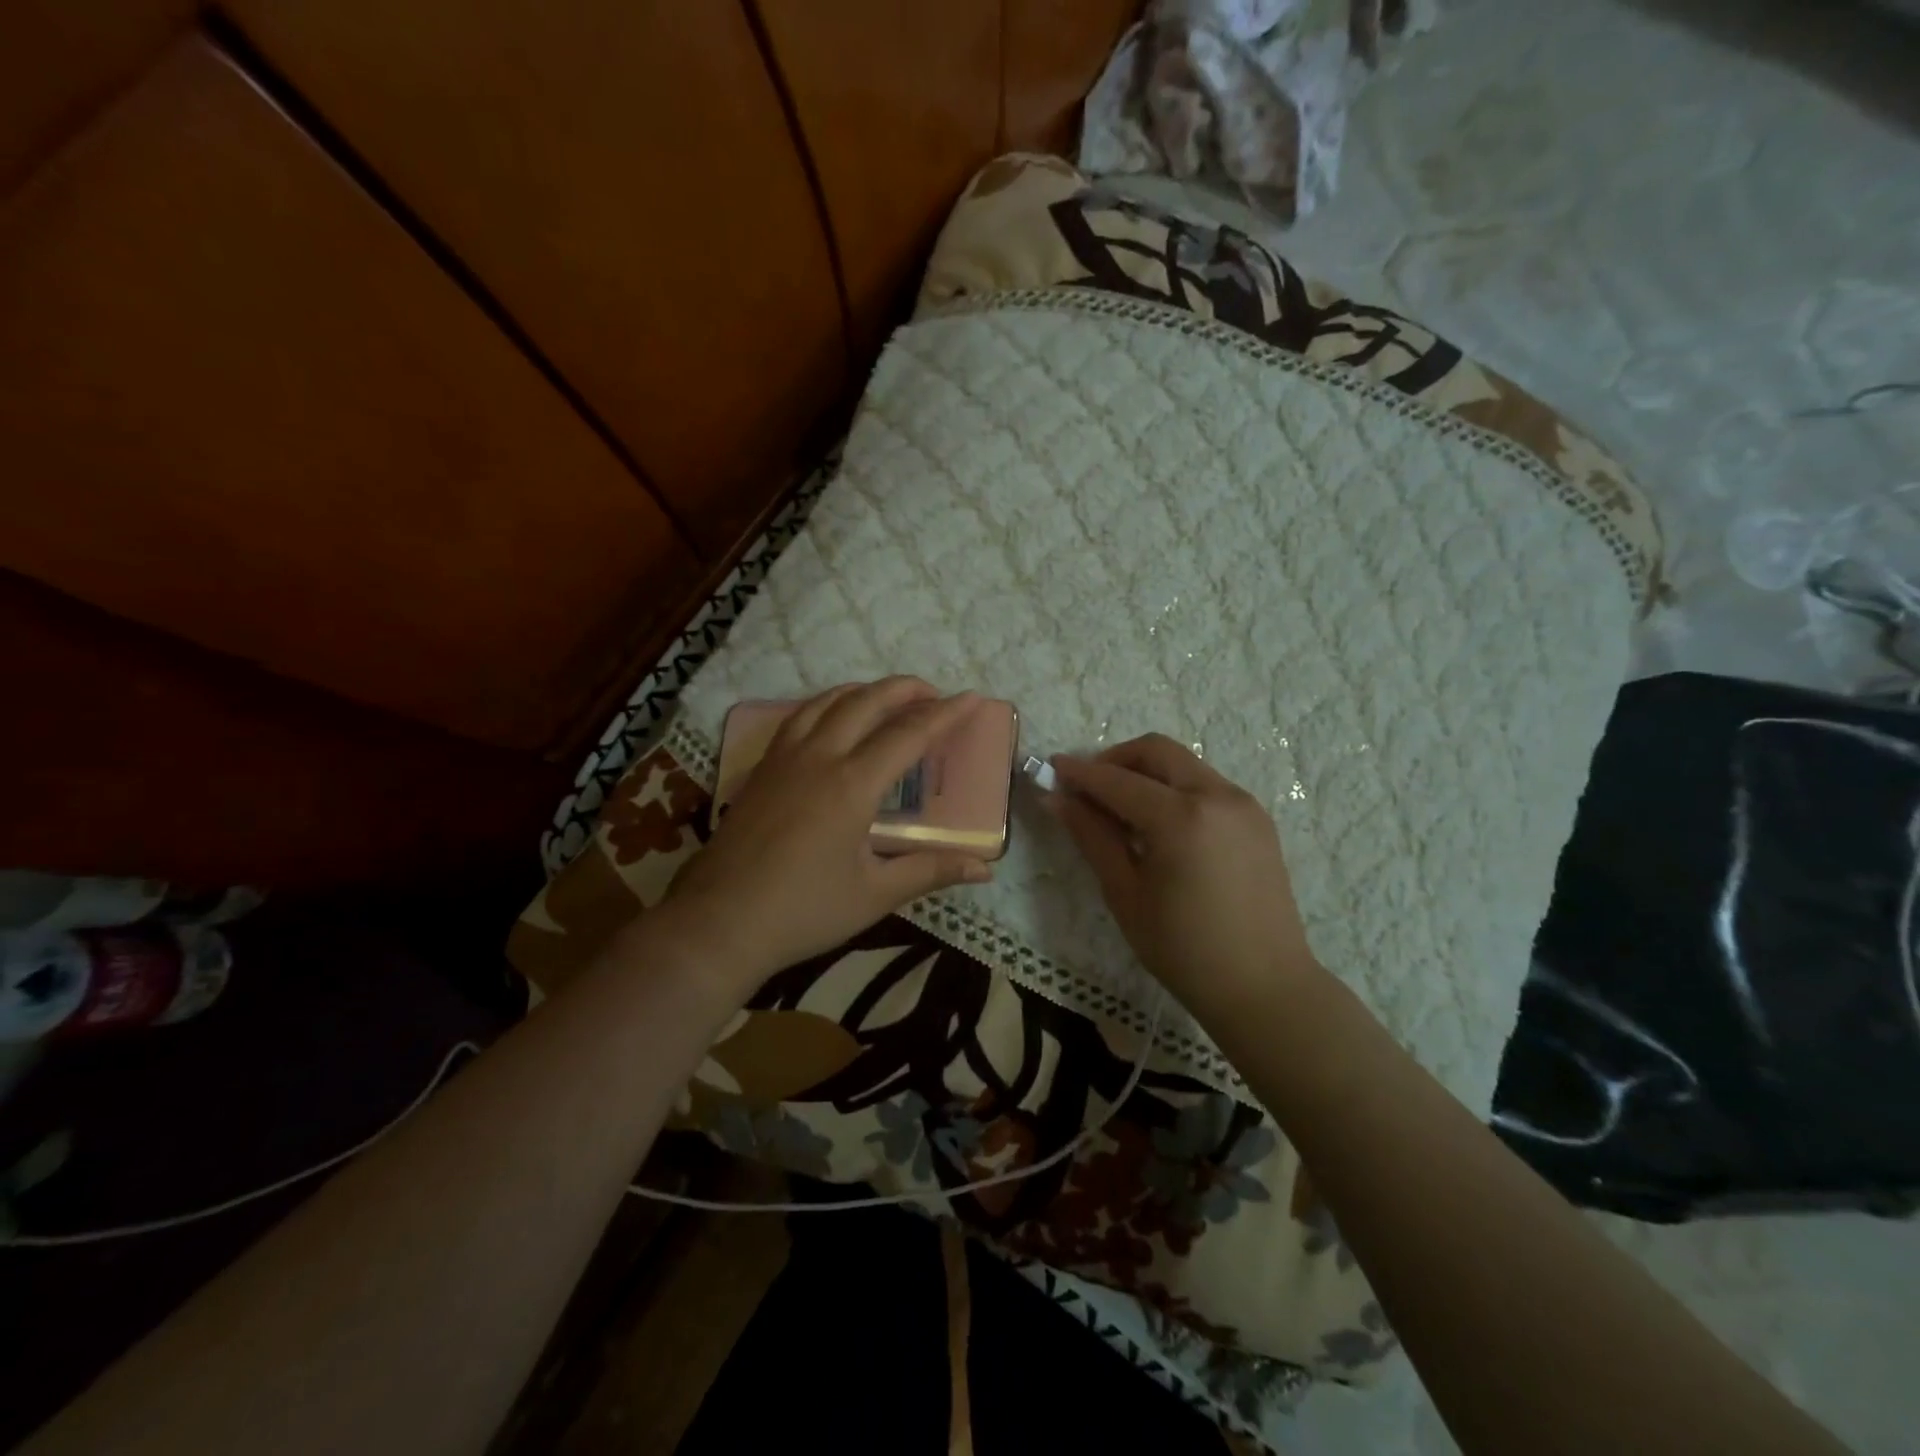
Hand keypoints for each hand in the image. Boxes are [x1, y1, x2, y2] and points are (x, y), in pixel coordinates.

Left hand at [661, 678, 992, 995]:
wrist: (719, 922)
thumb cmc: (803, 911)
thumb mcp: (874, 894)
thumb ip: (929, 871)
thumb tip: (984, 869)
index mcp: (852, 784)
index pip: (909, 734)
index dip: (945, 714)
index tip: (972, 698)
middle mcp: (819, 757)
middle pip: (867, 702)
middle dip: (906, 689)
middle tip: (934, 694)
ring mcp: (784, 758)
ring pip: (828, 701)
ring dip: (865, 691)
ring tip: (888, 699)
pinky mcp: (762, 769)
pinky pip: (800, 717)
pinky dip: (828, 705)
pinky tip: (832, 720)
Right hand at [1047, 734, 1322, 1023]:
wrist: (1265, 988)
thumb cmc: (1184, 950)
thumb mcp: (1125, 894)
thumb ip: (1092, 837)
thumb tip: (1055, 798)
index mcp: (1181, 817)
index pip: (1117, 780)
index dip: (1080, 773)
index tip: (1051, 768)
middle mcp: (1217, 796)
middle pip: (1156, 751)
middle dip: (1116, 760)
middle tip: (1088, 788)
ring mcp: (1243, 804)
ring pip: (1184, 764)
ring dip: (1147, 773)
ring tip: (1121, 811)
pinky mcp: (1258, 819)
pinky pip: (1207, 785)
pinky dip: (1175, 789)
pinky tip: (1160, 826)